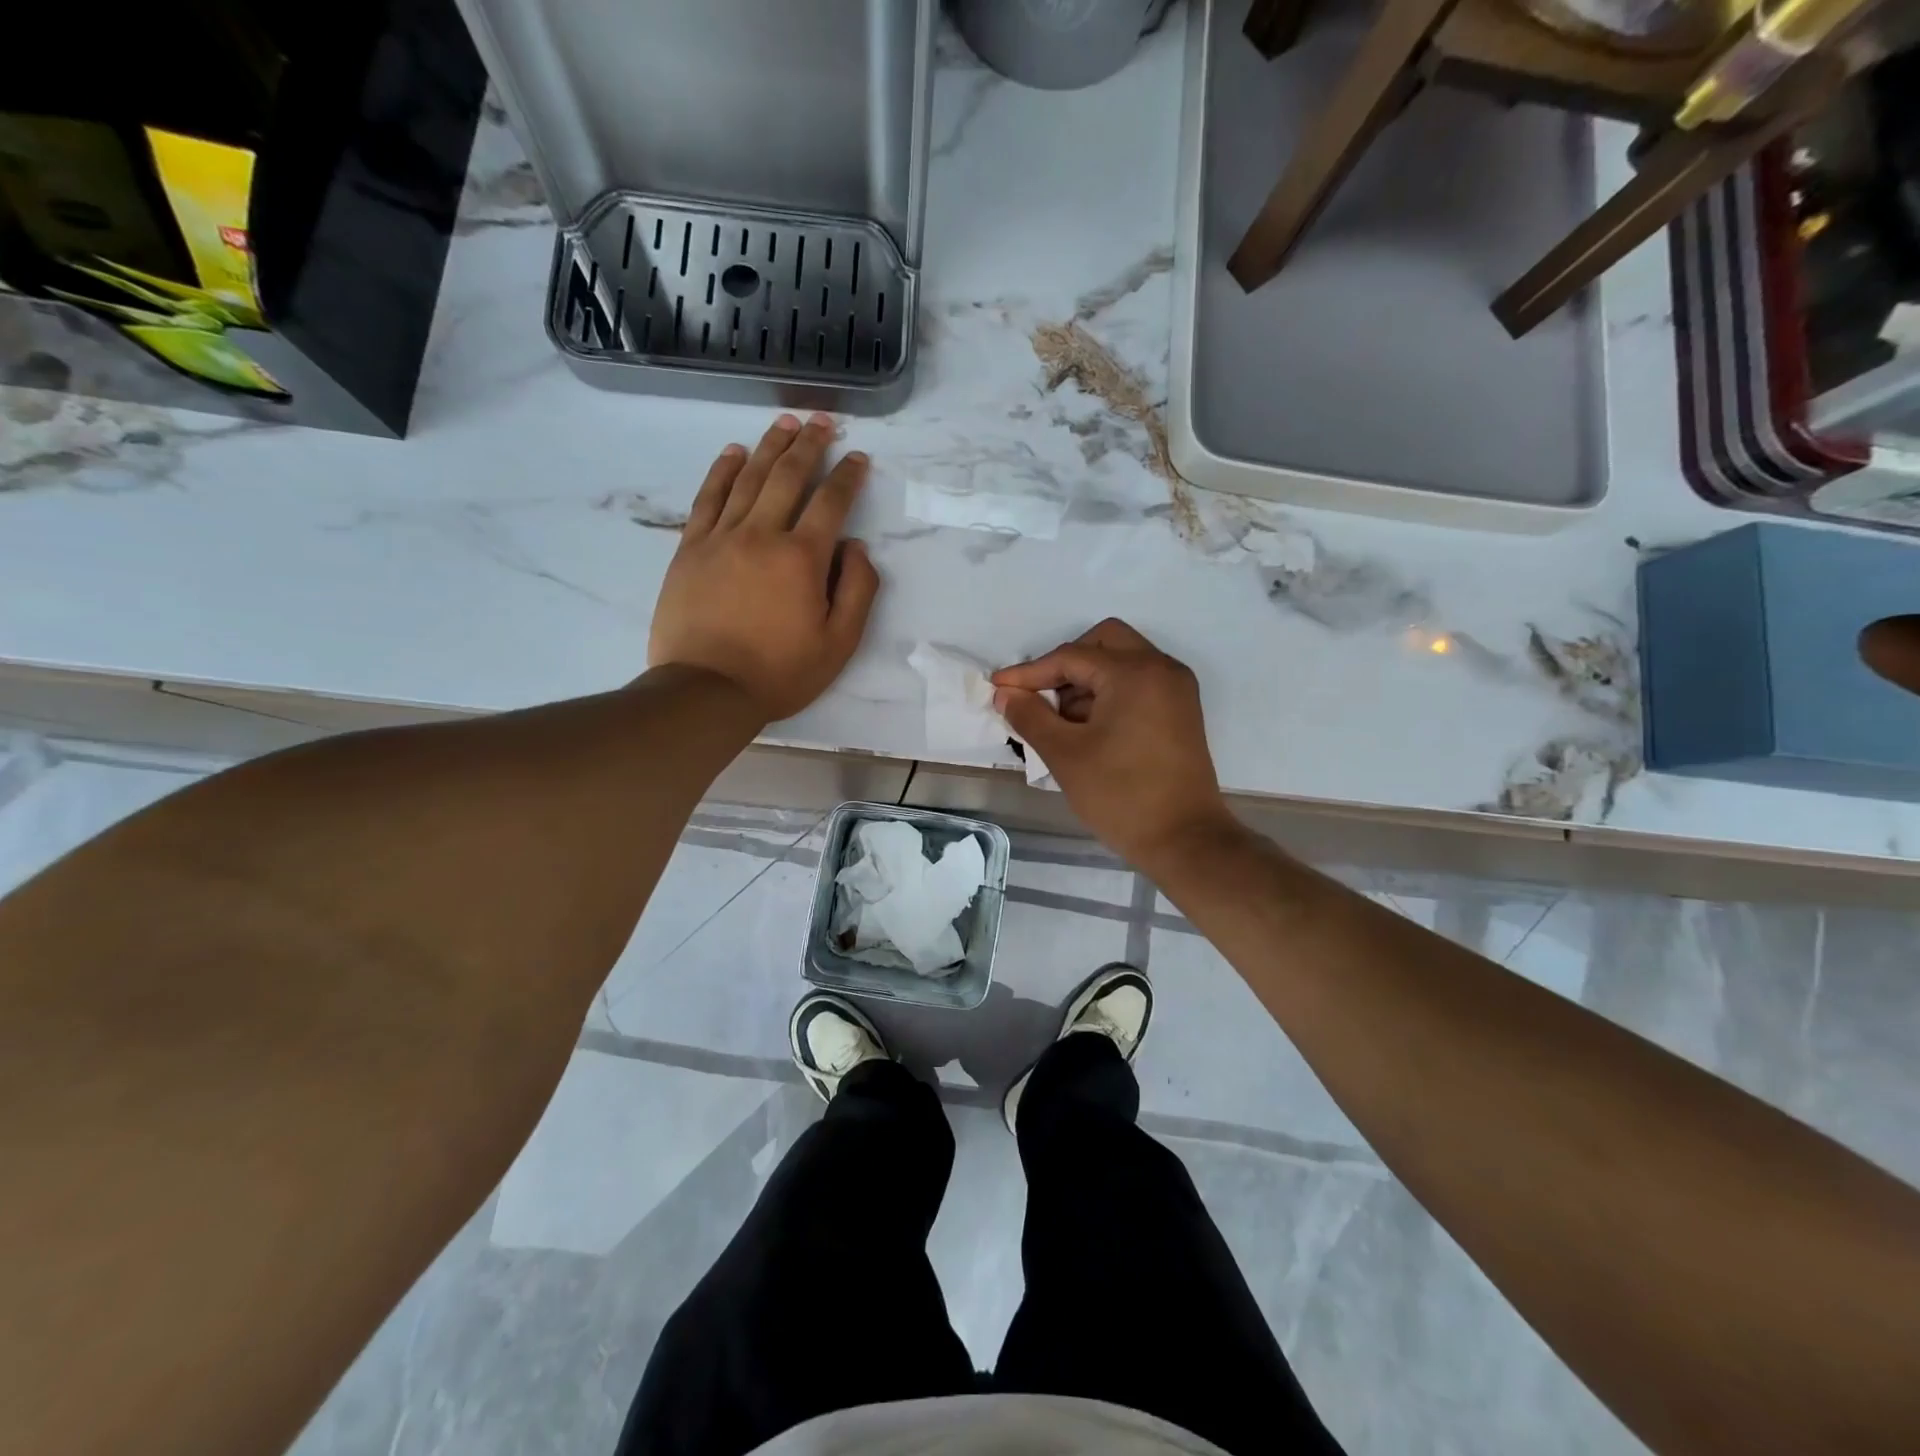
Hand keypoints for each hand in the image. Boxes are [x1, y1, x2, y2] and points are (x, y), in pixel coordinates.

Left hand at [648, 413, 880, 721]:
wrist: (707, 690)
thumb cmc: (780, 672)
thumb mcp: (839, 644)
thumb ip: (858, 591)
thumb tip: (856, 548)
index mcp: (803, 558)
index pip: (831, 502)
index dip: (848, 476)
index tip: (858, 457)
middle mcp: (762, 534)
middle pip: (788, 476)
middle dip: (809, 444)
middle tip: (822, 421)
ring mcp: (721, 537)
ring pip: (748, 478)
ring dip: (770, 446)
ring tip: (785, 422)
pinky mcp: (690, 548)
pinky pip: (708, 498)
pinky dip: (722, 471)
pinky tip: (734, 452)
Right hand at [993, 619, 1239, 870]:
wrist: (1185, 840)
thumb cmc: (1121, 795)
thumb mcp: (1065, 755)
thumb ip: (1030, 716)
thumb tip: (1005, 693)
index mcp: (1135, 672)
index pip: (1071, 657)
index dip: (1030, 672)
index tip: (998, 688)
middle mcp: (1161, 669)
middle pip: (1103, 642)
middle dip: (1064, 665)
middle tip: (1039, 698)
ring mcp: (1176, 689)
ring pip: (1121, 661)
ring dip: (1086, 681)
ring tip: (1060, 722)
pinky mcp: (1181, 711)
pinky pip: (1138, 683)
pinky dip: (1109, 693)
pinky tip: (1087, 728)